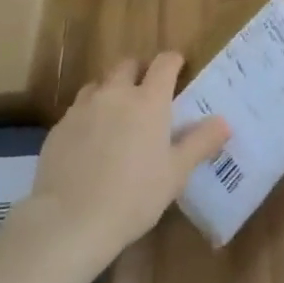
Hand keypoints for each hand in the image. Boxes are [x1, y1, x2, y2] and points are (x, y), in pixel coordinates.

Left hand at [27, 53, 229, 273]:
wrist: (70, 221)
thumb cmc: (133, 196)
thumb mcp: (176, 173)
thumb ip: (200, 142)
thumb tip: (224, 122)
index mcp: (148, 100)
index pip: (164, 63)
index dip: (173, 61)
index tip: (179, 68)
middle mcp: (115, 94)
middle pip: (127, 65)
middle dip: (139, 71)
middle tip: (147, 93)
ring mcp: (83, 108)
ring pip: (99, 85)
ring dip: (110, 91)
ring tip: (115, 116)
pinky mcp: (59, 128)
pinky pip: (77, 110)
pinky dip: (87, 116)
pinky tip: (89, 143)